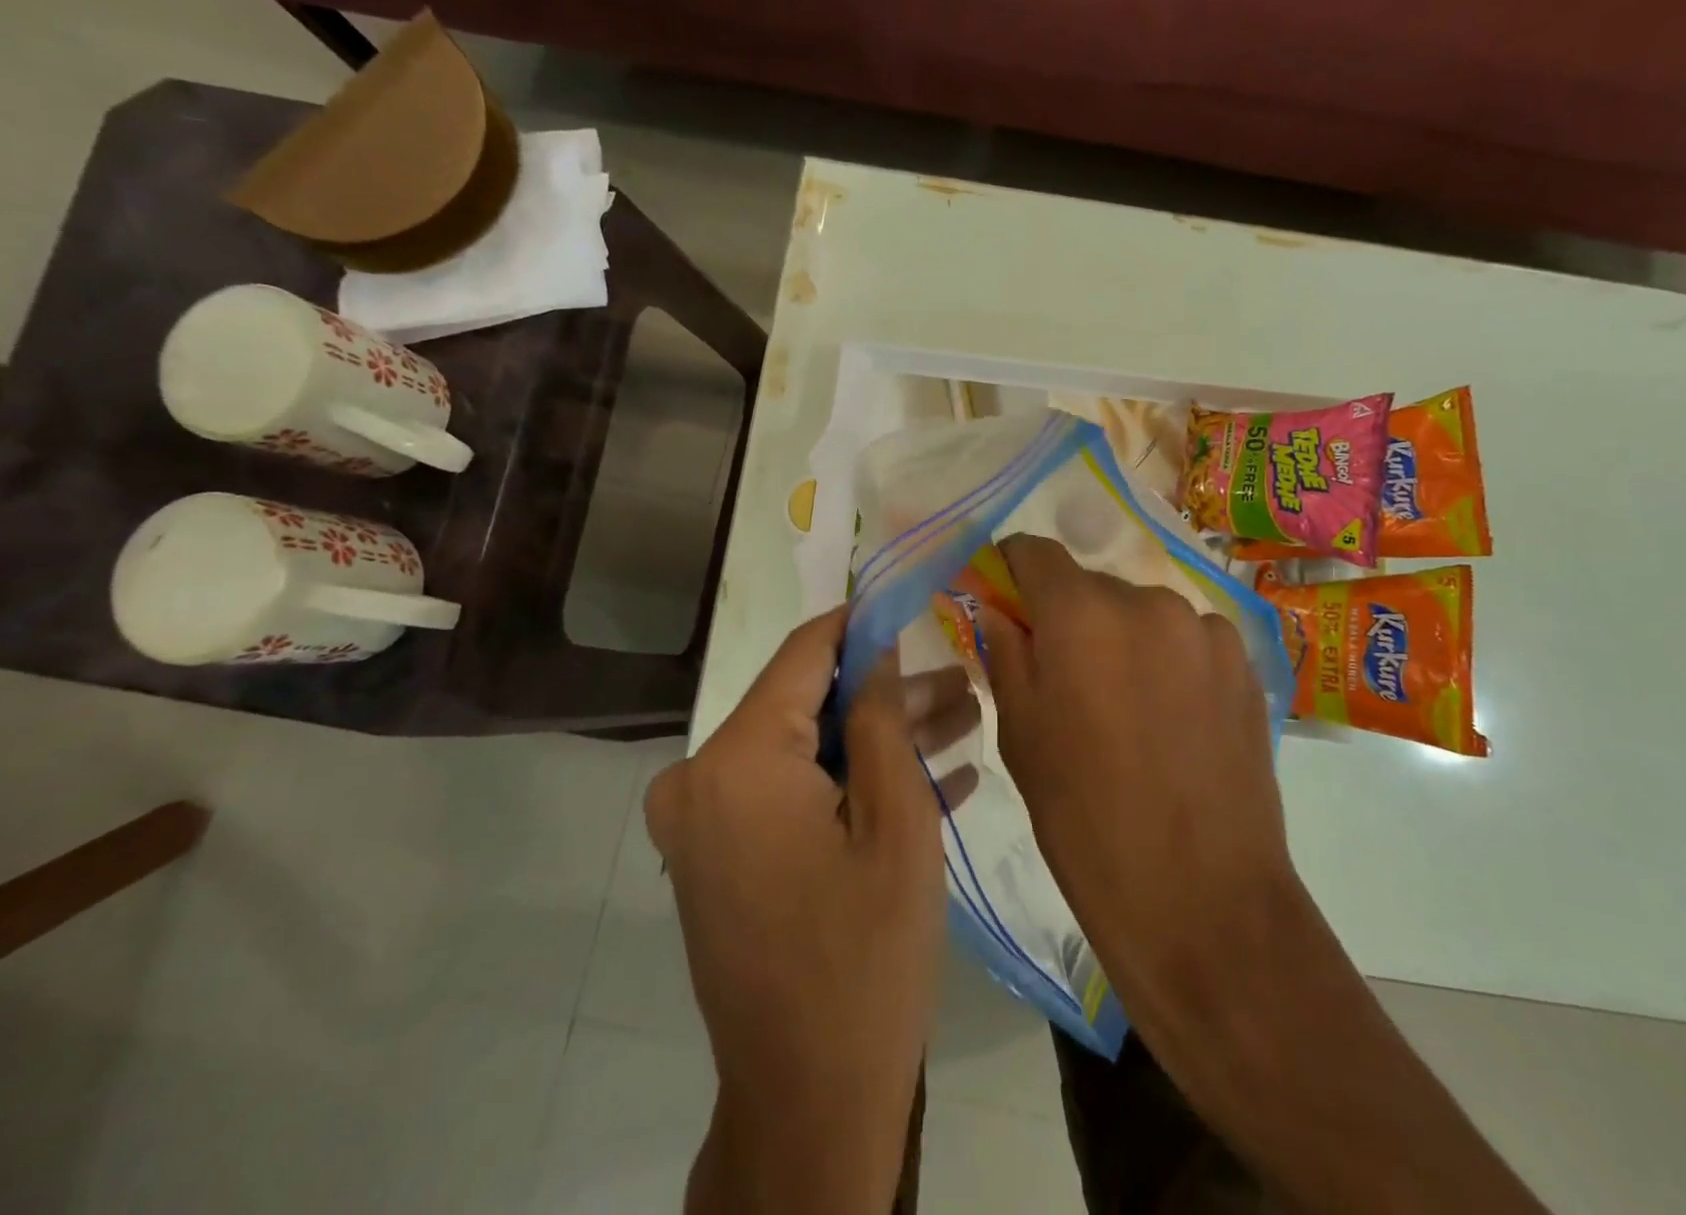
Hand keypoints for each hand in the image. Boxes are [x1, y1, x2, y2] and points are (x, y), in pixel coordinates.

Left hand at [645, 608, 978, 1213]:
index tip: (911, 602)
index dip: (861, 624)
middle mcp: (702, 779)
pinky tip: (935, 778)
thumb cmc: (866, 955)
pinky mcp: (723, 855)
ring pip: (808, 752)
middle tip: (964, 686)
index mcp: (737, 761)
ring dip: (882, 742)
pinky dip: (853, 786)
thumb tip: (876, 646)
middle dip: (890, 696)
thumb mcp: (897, 822)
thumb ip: (881, 717)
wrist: (812, 1103)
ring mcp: (707, 822)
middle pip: (809, 707)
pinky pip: (794, 796)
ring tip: (965, 722)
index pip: (804, 654)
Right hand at [981, 541, 1551, 1214]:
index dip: (1012, 568)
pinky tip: (1171, 718)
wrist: (1202, 900)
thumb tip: (998, 605)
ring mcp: (1204, 628)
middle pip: (1089, 585)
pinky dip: (1167, 659)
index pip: (1034, 550)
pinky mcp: (1245, 661)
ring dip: (1121, 638)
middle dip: (1067, 616)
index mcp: (1080, 614)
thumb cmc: (1085, 819)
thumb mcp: (1020, 734)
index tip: (1005, 600)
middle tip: (1063, 675)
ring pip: (1140, 612)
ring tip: (1124, 705)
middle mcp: (1146, 601)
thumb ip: (1004, 651)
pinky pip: (1186, 638)